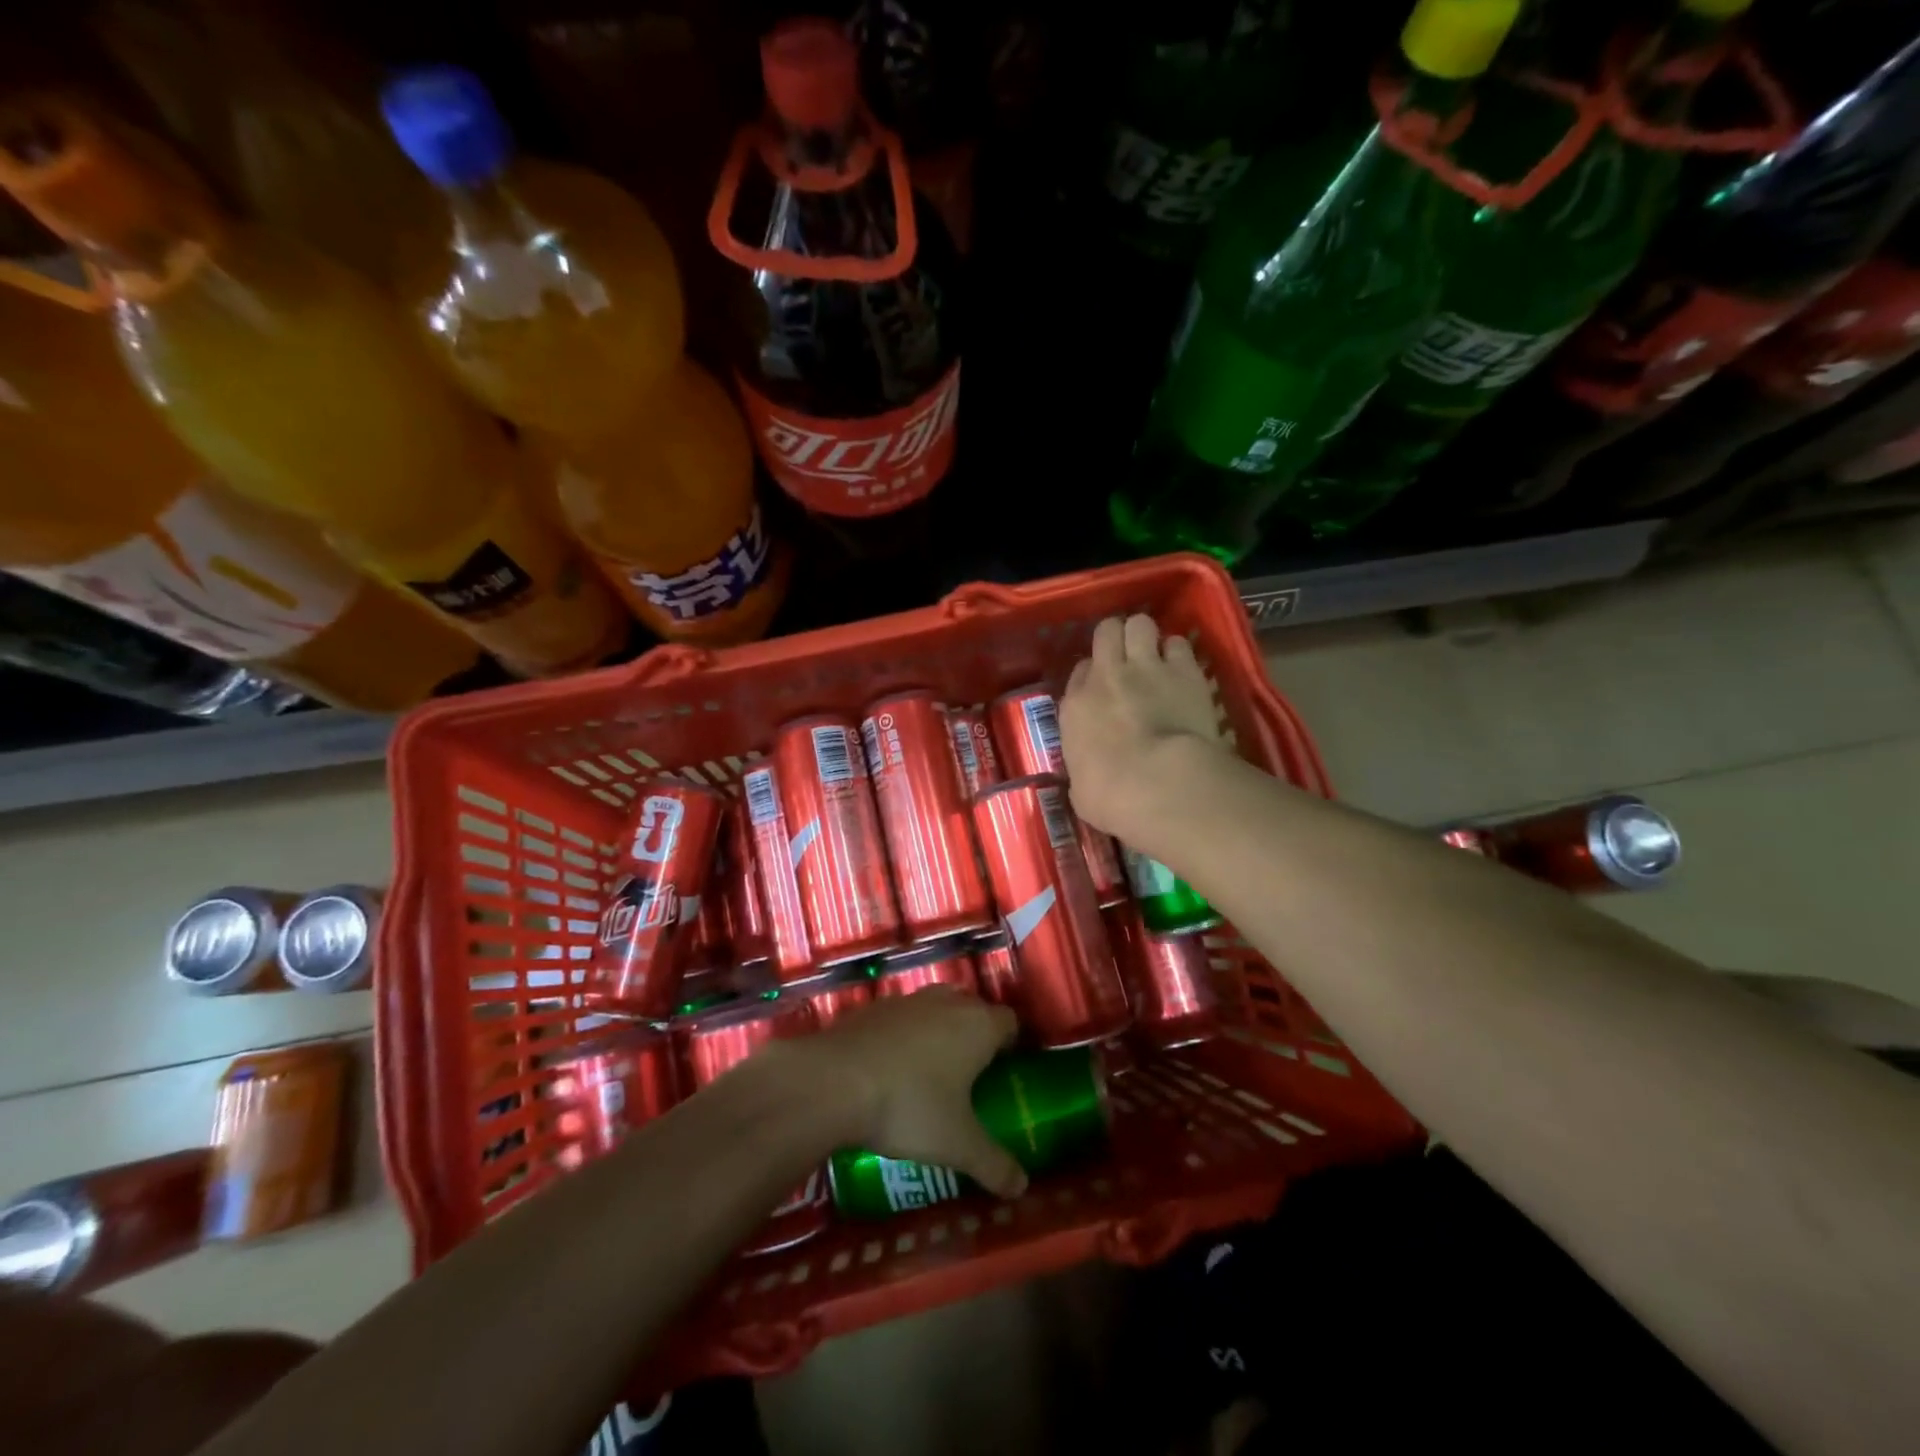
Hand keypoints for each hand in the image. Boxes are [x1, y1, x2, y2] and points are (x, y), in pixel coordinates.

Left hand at [794, 991, 1027, 1196]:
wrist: (834, 1080)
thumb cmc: (910, 1107)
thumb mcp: (958, 1145)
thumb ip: (994, 1165)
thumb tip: (1021, 1188)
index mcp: (978, 1025)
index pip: (1010, 1022)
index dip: (1011, 1045)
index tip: (1004, 1075)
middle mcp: (947, 1002)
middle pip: (973, 1010)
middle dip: (975, 1037)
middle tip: (971, 1079)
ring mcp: (908, 1000)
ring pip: (936, 1009)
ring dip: (939, 1033)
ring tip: (930, 1075)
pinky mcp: (873, 1007)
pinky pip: (902, 1018)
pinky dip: (904, 1037)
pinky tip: (891, 1071)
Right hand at [1060, 613, 1227, 841]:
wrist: (1158, 783)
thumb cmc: (1111, 797)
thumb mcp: (1081, 788)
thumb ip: (1084, 768)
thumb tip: (1089, 776)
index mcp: (1075, 706)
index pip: (1080, 671)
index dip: (1093, 675)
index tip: (1103, 688)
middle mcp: (1107, 676)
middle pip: (1107, 632)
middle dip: (1116, 639)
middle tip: (1127, 657)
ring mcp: (1147, 668)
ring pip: (1140, 624)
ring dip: (1147, 637)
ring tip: (1156, 655)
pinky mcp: (1185, 671)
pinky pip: (1179, 644)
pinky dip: (1179, 653)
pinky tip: (1183, 669)